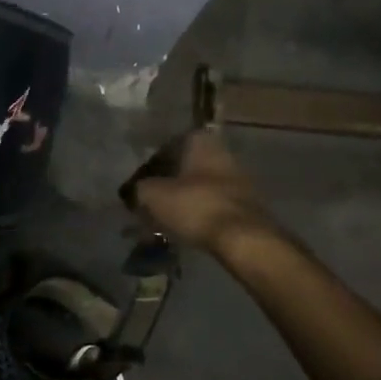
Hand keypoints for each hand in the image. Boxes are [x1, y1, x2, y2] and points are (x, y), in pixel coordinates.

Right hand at [130, 131, 274, 253]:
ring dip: (182, 199)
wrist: (243, 238)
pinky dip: (197, 213)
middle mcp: (222, 153)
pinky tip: (184, 228)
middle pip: (185, 166)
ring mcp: (237, 179)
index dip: (151, 164)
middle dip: (167, 183)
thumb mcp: (153, 195)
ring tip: (164, 218)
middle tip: (150, 201)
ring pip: (199, 186)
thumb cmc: (195, 205)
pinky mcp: (246, 205)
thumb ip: (139, 188)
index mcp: (200, 141)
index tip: (140, 183)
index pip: (168, 145)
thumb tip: (135, 190)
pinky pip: (212, 204)